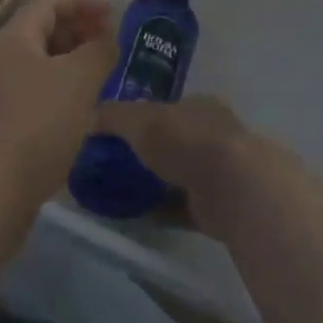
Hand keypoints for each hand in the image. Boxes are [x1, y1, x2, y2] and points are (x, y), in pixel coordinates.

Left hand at [0, 0, 117, 206]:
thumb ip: (100, 50)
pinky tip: (83, 111)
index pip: (49, 3)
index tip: (114, 14)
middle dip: (79, 32)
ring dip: (73, 63)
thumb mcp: (79, 79)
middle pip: (42, 31)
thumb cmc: (39, 122)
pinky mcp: (3, 123)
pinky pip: (38, 92)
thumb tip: (108, 38)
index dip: (83, 3)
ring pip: (41, 65)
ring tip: (103, 76)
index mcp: (14, 38)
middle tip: (110, 45)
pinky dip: (63, 91)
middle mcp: (1, 59)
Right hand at [95, 96, 257, 229]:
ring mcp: (222, 171)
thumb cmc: (185, 141)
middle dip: (152, 151)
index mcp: (201, 106)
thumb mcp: (139, 120)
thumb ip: (113, 116)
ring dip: (158, 183)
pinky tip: (140, 216)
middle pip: (177, 141)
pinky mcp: (220, 205)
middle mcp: (215, 134)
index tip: (121, 133)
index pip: (170, 107)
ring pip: (182, 174)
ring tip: (124, 192)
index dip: (146, 117)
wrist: (232, 189)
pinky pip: (184, 206)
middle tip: (118, 164)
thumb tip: (91, 119)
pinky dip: (164, 211)